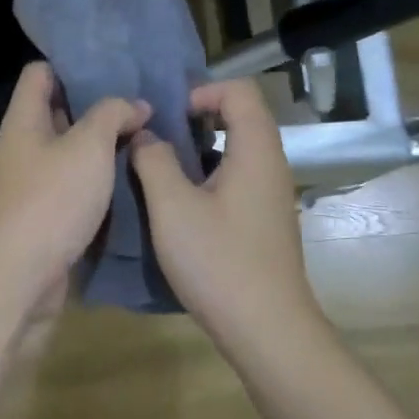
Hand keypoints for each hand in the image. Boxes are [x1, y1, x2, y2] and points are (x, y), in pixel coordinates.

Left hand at [0, 63, 149, 312]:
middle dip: (99, 107)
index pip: (40, 73)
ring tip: (148, 138)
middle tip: (144, 104)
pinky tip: (135, 178)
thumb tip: (135, 106)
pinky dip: (101, 180)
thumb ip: (112, 115)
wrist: (22, 273)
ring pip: (73, 152)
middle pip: (60, 112)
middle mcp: (25, 147)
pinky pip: (77, 186)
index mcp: (25, 120)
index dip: (72, 65)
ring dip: (105, 146)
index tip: (114, 68)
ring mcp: (35, 182)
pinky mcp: (48, 214)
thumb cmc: (52, 199)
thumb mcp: (89, 146)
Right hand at [131, 78, 321, 352]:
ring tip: (160, 170)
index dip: (201, 91)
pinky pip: (238, 180)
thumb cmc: (218, 261)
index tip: (166, 115)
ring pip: (237, 152)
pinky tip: (180, 206)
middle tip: (156, 139)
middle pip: (240, 118)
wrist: (266, 328)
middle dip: (195, 119)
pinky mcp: (265, 221)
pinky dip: (209, 177)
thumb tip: (147, 136)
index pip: (238, 91)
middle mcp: (271, 166)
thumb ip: (154, 161)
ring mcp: (272, 196)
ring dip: (199, 151)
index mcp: (255, 151)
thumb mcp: (172, 207)